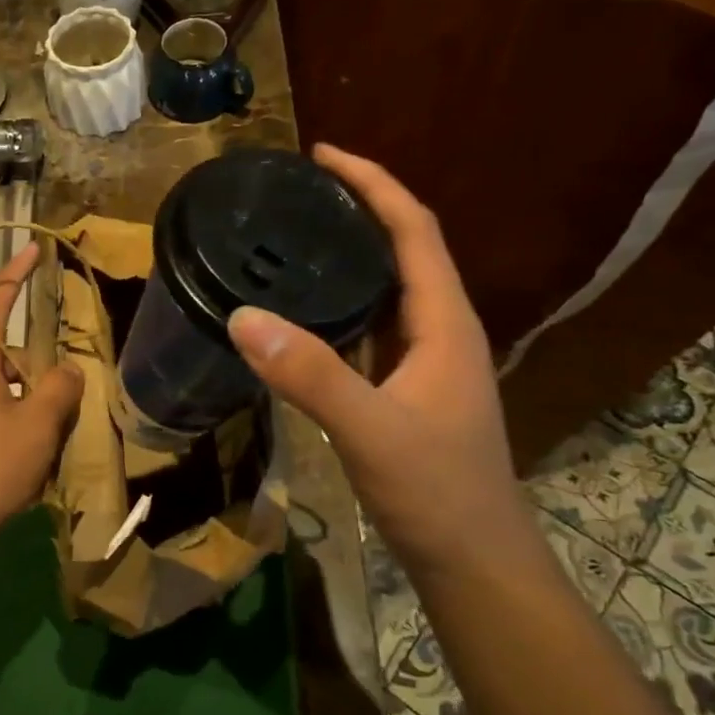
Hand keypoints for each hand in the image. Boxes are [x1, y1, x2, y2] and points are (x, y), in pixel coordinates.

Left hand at [0, 242, 84, 551]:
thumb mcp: (37, 426)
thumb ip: (59, 389)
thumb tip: (66, 370)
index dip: (14, 273)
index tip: (35, 249)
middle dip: (27, 343)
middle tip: (60, 356)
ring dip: (20, 380)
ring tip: (51, 408)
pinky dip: (8, 403)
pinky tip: (27, 435)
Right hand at [227, 145, 531, 573]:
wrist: (472, 560)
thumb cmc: (436, 492)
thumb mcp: (370, 431)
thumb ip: (310, 374)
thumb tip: (243, 317)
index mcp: (443, 322)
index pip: (414, 229)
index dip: (373, 183)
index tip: (323, 154)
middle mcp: (439, 329)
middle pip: (403, 248)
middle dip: (357, 208)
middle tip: (296, 191)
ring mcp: (424, 360)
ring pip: (386, 288)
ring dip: (349, 254)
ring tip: (292, 236)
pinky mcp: (405, 387)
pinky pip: (370, 326)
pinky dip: (339, 302)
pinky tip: (302, 309)